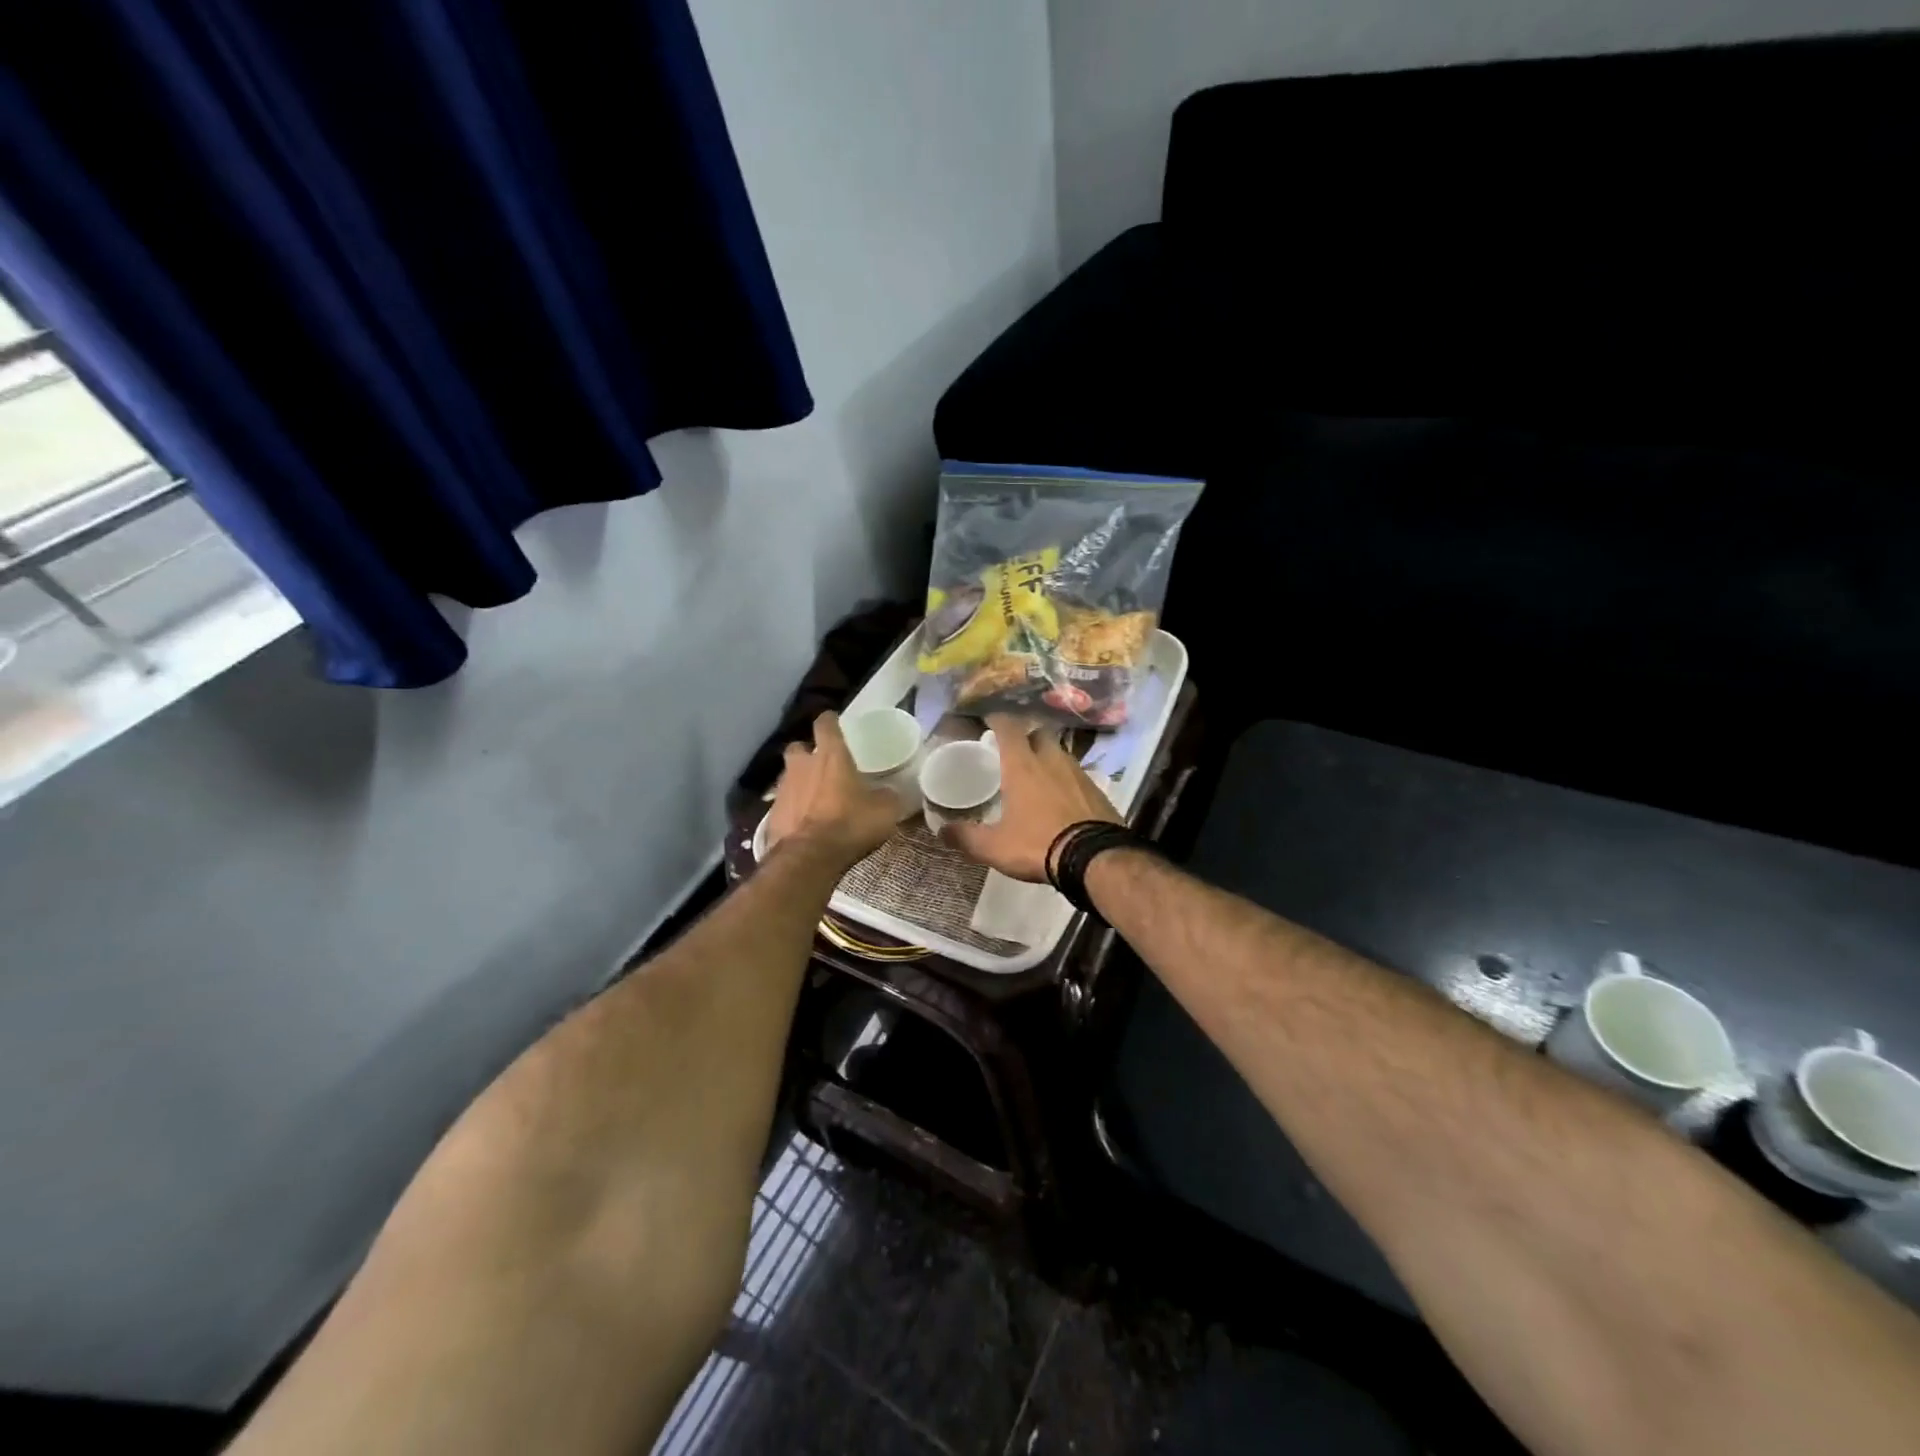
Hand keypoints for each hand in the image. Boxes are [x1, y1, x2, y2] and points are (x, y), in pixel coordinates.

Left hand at [764, 711, 901, 867]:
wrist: (808, 858)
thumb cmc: (849, 824)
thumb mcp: (884, 811)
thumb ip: (886, 796)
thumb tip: (889, 793)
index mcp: (831, 756)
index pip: (826, 724)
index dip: (830, 721)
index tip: (834, 721)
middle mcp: (802, 766)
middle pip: (799, 748)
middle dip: (807, 753)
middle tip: (821, 765)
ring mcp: (783, 789)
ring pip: (789, 776)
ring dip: (799, 782)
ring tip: (814, 797)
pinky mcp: (771, 815)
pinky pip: (783, 804)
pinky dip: (792, 809)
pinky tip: (803, 821)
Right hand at [941, 714, 1119, 881]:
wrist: (1095, 859)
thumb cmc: (1038, 844)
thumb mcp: (994, 847)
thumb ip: (966, 837)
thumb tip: (942, 831)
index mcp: (1022, 766)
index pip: (1008, 728)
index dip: (997, 719)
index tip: (989, 719)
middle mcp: (1052, 760)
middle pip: (1039, 733)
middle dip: (1026, 736)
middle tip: (1014, 750)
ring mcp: (1079, 773)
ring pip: (1060, 753)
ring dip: (1048, 757)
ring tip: (1038, 774)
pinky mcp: (1098, 790)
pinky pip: (1077, 774)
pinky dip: (1066, 779)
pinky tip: (1062, 797)